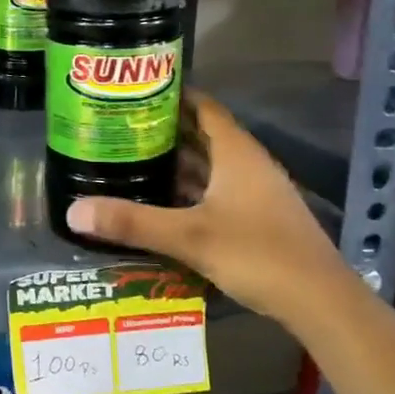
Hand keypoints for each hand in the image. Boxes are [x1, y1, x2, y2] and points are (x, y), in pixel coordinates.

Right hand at [63, 90, 348, 323]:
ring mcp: (254, 191)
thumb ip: (132, 222)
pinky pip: (214, 189)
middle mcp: (247, 164)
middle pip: (202, 133)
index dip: (171, 94)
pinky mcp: (256, 217)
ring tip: (129, 158)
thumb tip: (73, 211)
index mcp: (236, 152)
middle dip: (163, 128)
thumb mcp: (189, 237)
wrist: (321, 302)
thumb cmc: (258, 254)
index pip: (202, 106)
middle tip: (118, 126)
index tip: (133, 91)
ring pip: (209, 164)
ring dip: (175, 160)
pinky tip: (160, 200)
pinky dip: (188, 188)